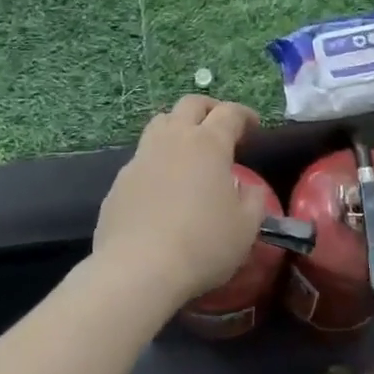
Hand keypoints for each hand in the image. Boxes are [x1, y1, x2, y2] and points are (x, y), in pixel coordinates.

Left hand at [92, 96, 267, 305]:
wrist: (138, 269)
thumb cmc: (202, 244)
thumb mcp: (246, 227)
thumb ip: (253, 199)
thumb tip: (246, 187)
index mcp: (208, 144)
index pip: (229, 113)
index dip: (244, 115)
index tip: (254, 126)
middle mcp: (172, 140)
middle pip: (190, 105)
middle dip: (209, 109)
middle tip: (220, 126)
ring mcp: (141, 158)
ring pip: (160, 123)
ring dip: (178, 126)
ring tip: (188, 148)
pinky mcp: (120, 181)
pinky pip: (142, 158)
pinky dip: (157, 161)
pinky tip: (162, 186)